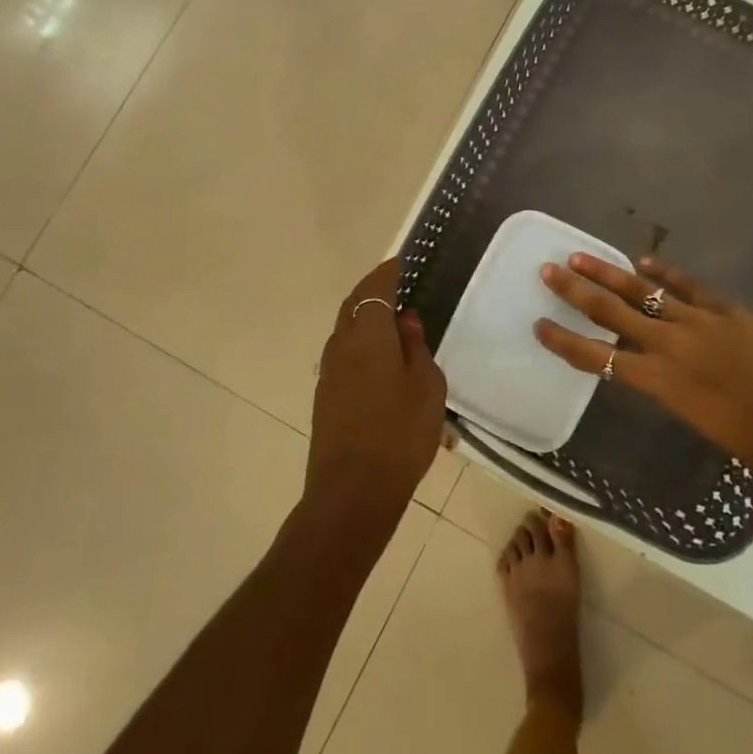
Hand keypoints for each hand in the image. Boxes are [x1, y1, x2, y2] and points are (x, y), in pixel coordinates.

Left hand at [304, 258, 447, 538]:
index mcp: (367, 334)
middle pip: (353, 305)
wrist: (352, 492)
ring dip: (365, 317)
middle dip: (372, 290)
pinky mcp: (326, 396)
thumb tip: (405, 320)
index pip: (374, 288)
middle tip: (396, 284)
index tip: (402, 261)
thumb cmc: (399, 433)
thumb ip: (416, 346)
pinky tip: (381, 358)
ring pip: (345, 330)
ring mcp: (329, 371)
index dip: (388, 272)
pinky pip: (344, 354)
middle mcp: (341, 345)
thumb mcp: (426, 386)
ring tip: (392, 320)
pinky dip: (361, 342)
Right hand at [534, 255, 752, 483]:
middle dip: (575, 292)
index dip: (565, 342)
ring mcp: (698, 321)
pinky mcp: (724, 309)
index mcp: (659, 380)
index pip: (598, 357)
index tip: (540, 326)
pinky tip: (644, 259)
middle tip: (548, 271)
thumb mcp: (690, 414)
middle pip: (611, 312)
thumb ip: (662, 383)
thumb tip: (642, 360)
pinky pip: (687, 285)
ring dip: (608, 272)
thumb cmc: (747, 438)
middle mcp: (670, 344)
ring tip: (580, 257)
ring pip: (643, 290)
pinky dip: (664, 271)